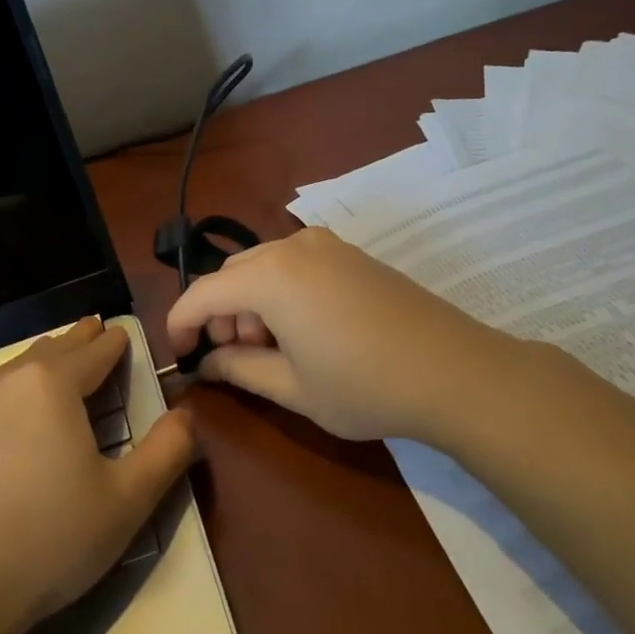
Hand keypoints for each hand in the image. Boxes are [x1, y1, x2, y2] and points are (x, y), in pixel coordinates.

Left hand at [0, 318, 194, 633]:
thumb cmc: (46, 544)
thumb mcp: (127, 502)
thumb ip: (167, 450)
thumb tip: (187, 412)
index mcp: (51, 386)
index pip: (93, 351)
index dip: (111, 342)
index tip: (118, 333)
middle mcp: (1, 380)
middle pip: (48, 351)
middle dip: (74, 343)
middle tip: (89, 332)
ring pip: (4, 371)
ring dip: (30, 367)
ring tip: (42, 369)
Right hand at [166, 227, 509, 442]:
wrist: (454, 371)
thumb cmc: (364, 386)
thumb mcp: (292, 388)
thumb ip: (238, 369)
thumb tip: (207, 363)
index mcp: (270, 276)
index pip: (202, 293)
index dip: (180, 324)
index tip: (180, 355)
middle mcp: (293, 247)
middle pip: (233, 275)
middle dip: (221, 314)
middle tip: (235, 358)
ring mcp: (327, 246)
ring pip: (264, 267)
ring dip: (252, 303)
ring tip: (272, 349)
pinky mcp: (352, 254)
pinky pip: (296, 265)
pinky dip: (281, 292)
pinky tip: (303, 330)